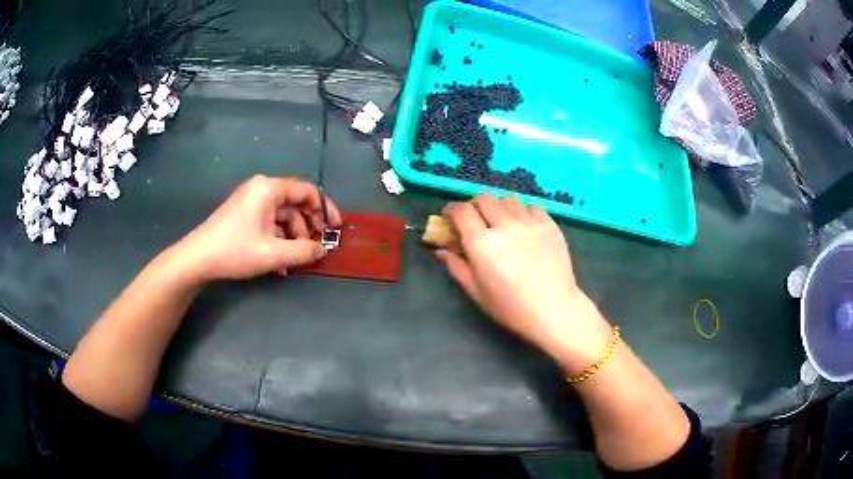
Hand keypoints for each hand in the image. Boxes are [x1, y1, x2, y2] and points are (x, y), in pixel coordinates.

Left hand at [172, 175, 342, 281]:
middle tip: (317, 247)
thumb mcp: (273, 254)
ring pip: (283, 215)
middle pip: (295, 203)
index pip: (307, 191)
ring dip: (293, 237)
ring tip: (296, 260)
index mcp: (269, 188)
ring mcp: (251, 201)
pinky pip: (270, 222)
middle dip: (308, 226)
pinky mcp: (244, 214)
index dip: (325, 209)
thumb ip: (303, 251)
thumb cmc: (235, 250)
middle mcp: (262, 189)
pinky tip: (281, 262)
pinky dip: (279, 239)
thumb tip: (323, 250)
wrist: (197, 259)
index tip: (335, 229)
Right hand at [437, 193, 610, 372]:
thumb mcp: (477, 292)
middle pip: (484, 198)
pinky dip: (523, 212)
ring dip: (500, 207)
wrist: (554, 310)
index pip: (462, 211)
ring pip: (508, 199)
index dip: (452, 209)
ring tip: (503, 223)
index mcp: (482, 244)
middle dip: (475, 206)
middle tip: (476, 220)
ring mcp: (529, 222)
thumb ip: (457, 266)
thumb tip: (441, 250)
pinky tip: (525, 228)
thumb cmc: (511, 307)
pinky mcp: (549, 224)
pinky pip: (532, 206)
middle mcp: (505, 226)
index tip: (450, 216)